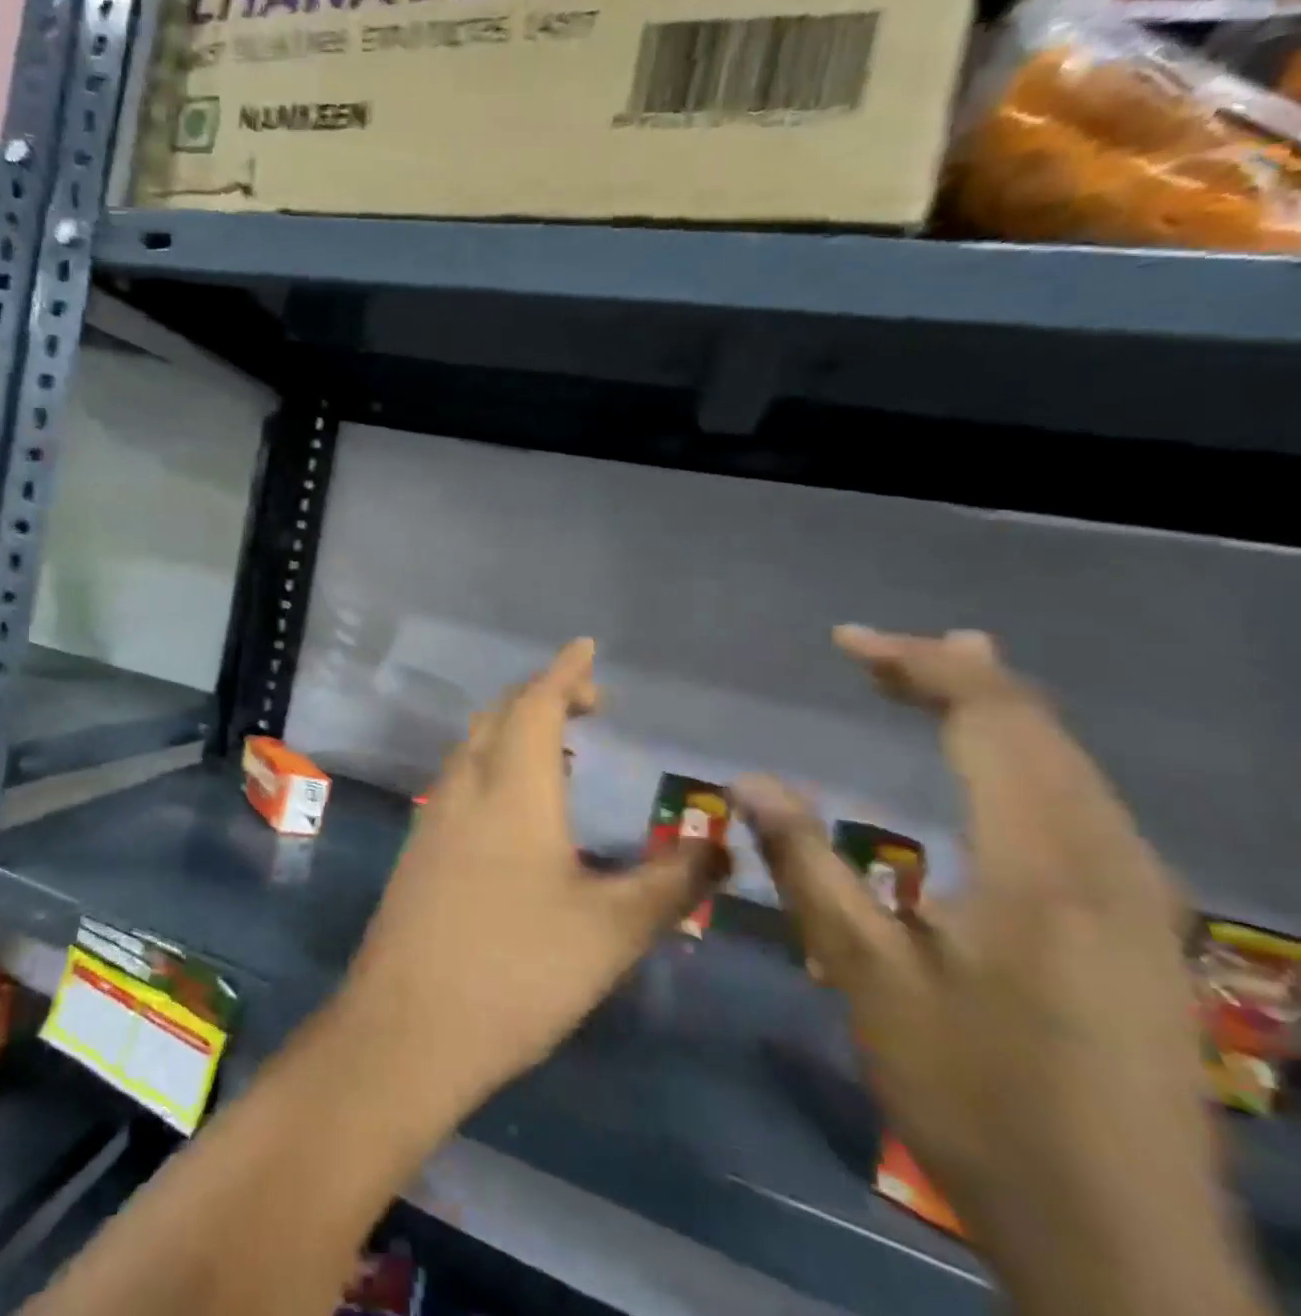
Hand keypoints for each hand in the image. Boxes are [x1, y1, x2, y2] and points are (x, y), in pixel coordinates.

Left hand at [334, 638, 728, 1115]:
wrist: (408, 1025)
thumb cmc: (518, 969)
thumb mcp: (612, 930)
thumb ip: (671, 883)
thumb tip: (721, 846)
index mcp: (512, 788)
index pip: (536, 704)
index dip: (563, 672)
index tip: (586, 647)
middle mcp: (466, 786)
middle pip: (499, 715)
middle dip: (541, 694)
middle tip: (587, 701)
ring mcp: (434, 816)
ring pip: (474, 745)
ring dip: (513, 728)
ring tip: (558, 743)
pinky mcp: (419, 848)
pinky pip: (460, 778)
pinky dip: (492, 762)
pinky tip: (514, 802)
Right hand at [736, 629, 1269, 1315]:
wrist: (1122, 1244)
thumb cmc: (975, 1096)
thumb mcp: (867, 976)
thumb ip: (806, 865)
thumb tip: (748, 780)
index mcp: (1044, 863)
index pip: (992, 720)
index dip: (919, 666)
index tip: (845, 643)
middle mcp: (1108, 862)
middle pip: (1039, 729)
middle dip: (954, 674)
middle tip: (875, 651)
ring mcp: (1137, 898)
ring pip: (1071, 764)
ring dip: (997, 710)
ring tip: (939, 674)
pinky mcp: (1140, 930)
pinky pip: (1084, 802)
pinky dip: (1028, 756)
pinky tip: (998, 765)